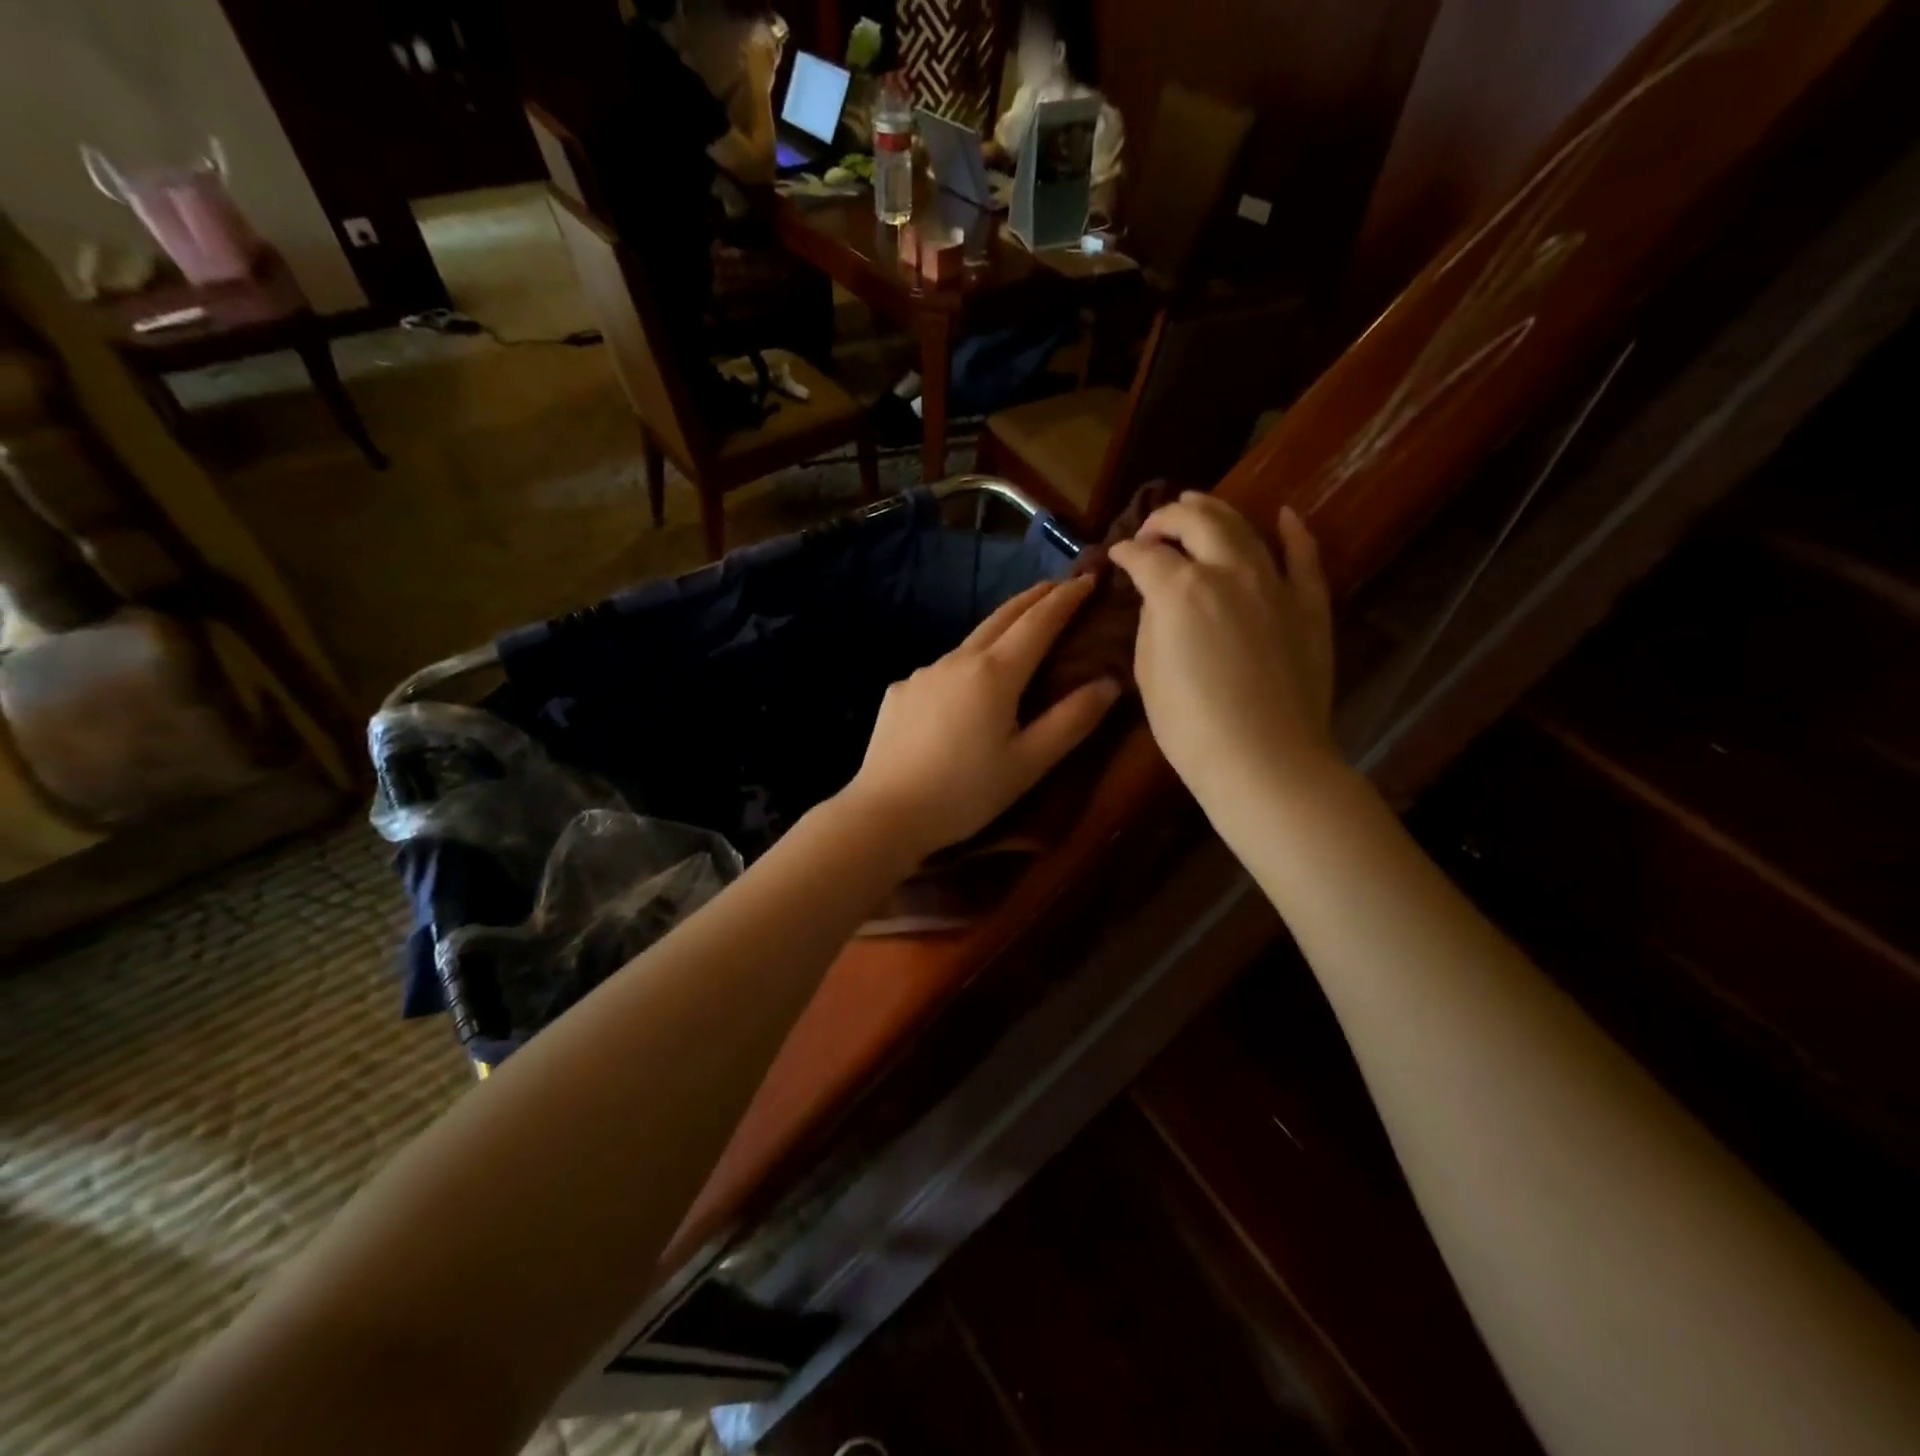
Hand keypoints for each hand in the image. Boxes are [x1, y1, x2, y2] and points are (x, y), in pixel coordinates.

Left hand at [844, 577, 1120, 860]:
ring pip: (969, 643)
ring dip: (997, 631)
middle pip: (1001, 617)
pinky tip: (963, 691)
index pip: (1039, 622)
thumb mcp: (1029, 763)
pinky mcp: (899, 692)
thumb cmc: (966, 792)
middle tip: (1056, 586)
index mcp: (994, 673)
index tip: (1088, 578)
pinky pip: (940, 671)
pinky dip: (963, 668)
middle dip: (1033, 598)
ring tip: (1016, 635)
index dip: (1066, 599)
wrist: (886, 813)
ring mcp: (922, 673)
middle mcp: (957, 660)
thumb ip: (1071, 720)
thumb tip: (1109, 683)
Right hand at [1109, 494, 1336, 814]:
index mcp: (1180, 590)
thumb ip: (1151, 623)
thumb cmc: (1190, 726)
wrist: (1265, 760)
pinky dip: (1293, 532)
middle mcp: (1228, 571)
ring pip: (1244, 527)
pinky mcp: (1309, 605)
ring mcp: (1274, 584)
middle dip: (1166, 518)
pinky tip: (1284, 516)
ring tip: (1197, 505)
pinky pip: (1304, 557)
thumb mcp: (1148, 673)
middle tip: (1152, 528)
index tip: (1116, 557)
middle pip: (1196, 522)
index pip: (1144, 555)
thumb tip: (1159, 600)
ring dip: (1216, 510)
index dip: (1124, 552)